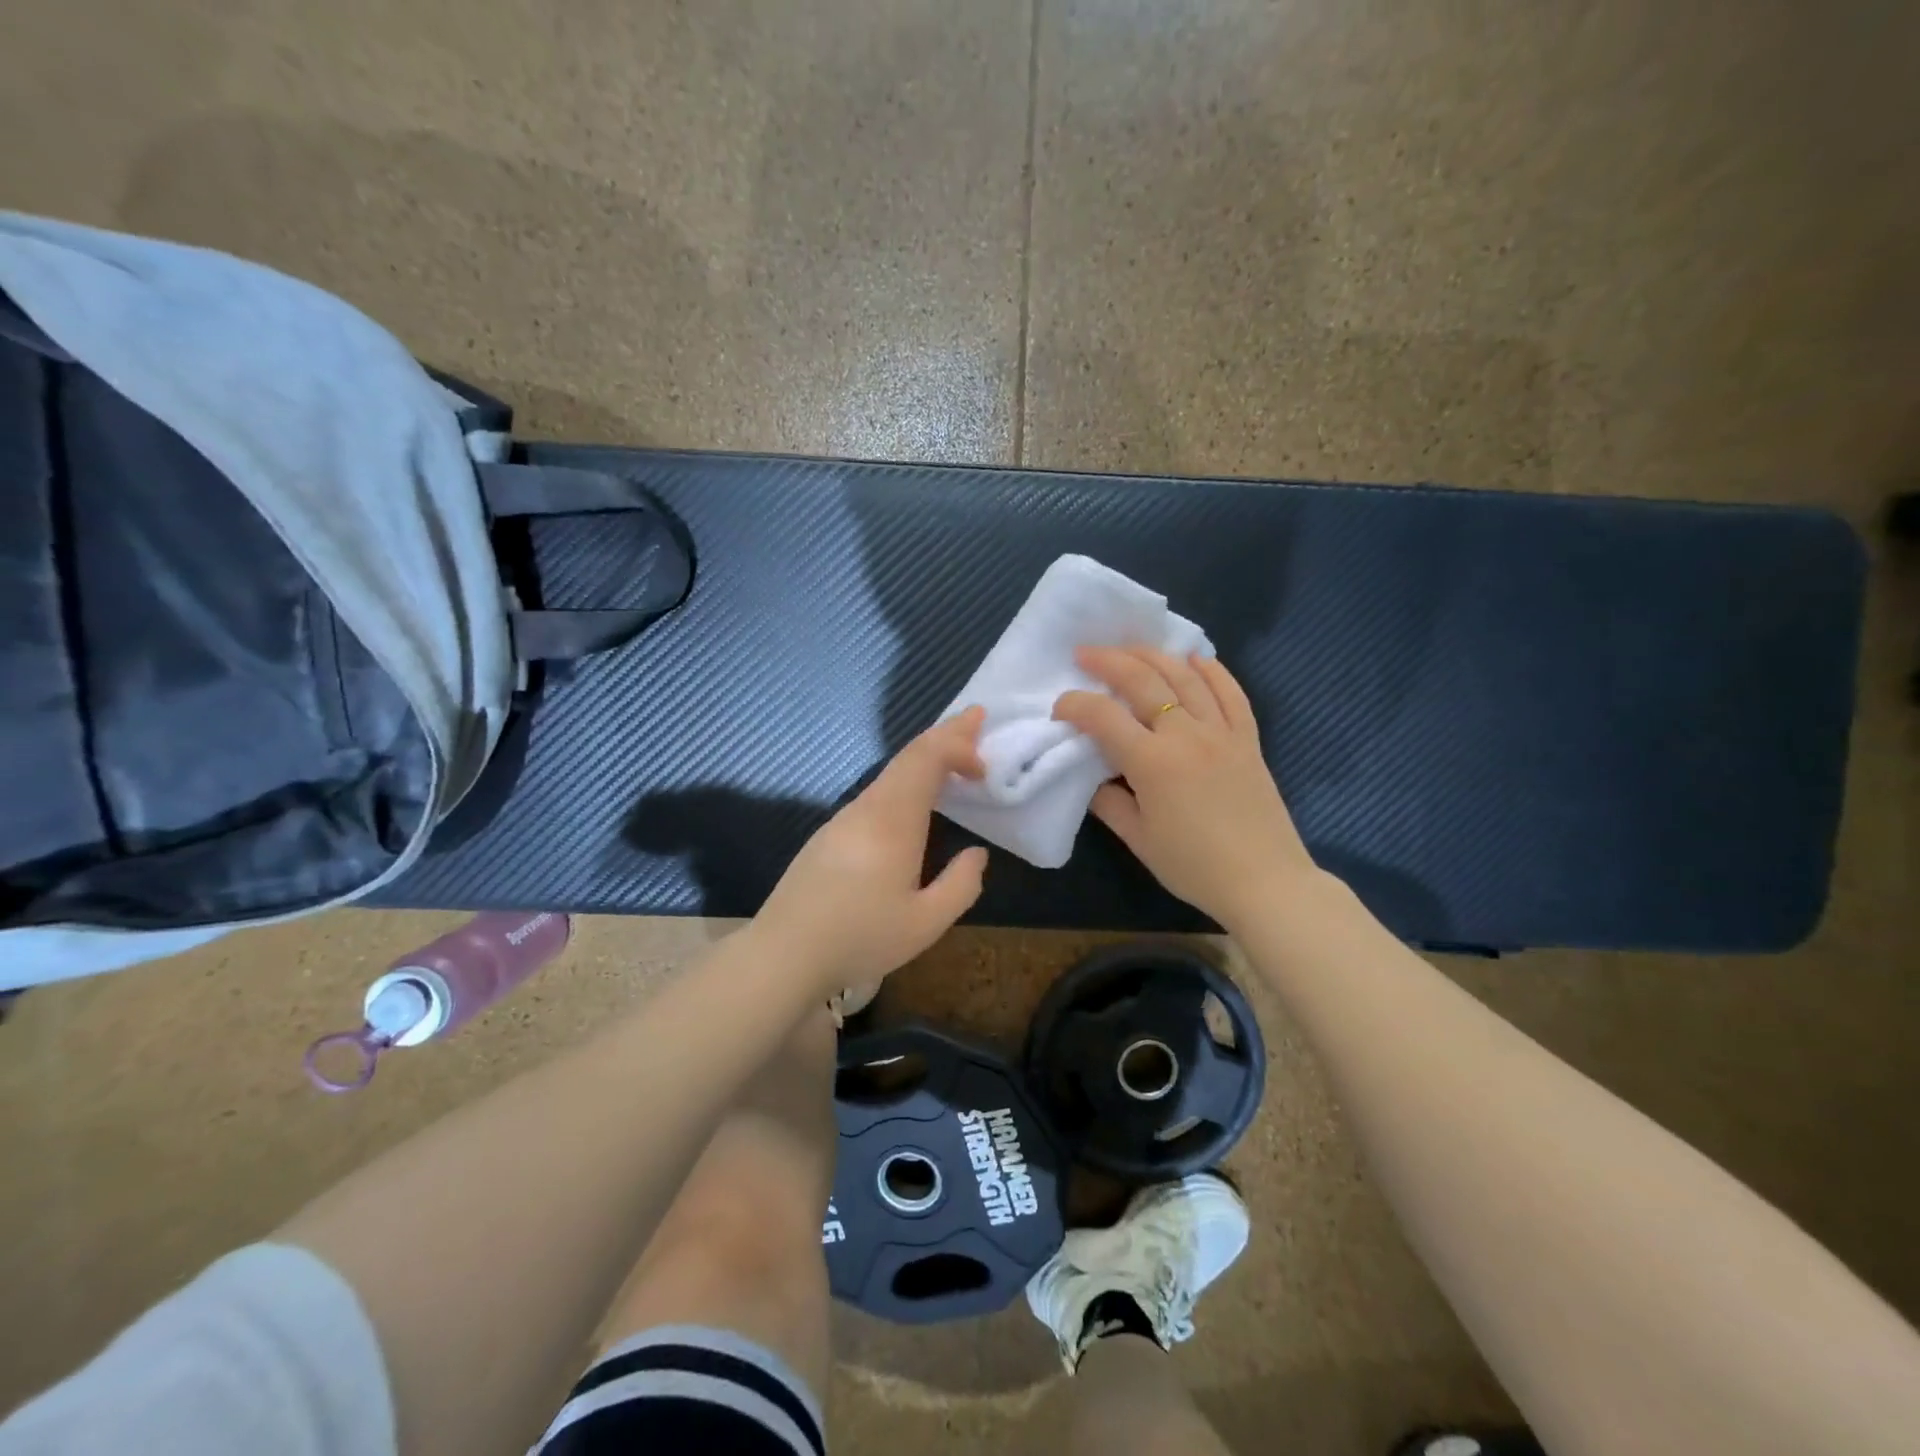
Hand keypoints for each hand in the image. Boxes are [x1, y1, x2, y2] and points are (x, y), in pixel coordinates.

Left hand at [753, 708, 990, 993]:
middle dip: (946, 734)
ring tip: (953, 754)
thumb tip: (975, 854)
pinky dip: (906, 779)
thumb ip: (961, 885)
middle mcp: (866, 808)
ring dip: (925, 758)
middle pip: (909, 756)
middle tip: (976, 717)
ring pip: (890, 773)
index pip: (926, 758)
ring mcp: (843, 819)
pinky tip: (914, 799)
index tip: (984, 769)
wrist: (782, 955)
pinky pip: (877, 792)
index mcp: (892, 821)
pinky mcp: (829, 835)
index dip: (958, 746)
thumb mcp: (926, 924)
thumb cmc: (858, 938)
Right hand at [1054, 646, 1316, 929]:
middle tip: (1086, 653)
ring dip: (1154, 655)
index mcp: (1153, 763)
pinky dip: (1211, 669)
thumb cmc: (1194, 866)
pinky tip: (1194, 658)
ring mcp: (1222, 732)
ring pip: (1185, 676)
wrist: (1265, 882)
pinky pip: (1230, 692)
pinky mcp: (1248, 738)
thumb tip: (1094, 776)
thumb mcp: (1139, 840)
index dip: (1075, 705)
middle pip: (1143, 681)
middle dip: (1109, 661)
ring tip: (1130, 648)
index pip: (1103, 717)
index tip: (1059, 707)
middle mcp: (1186, 735)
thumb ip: (1109, 802)